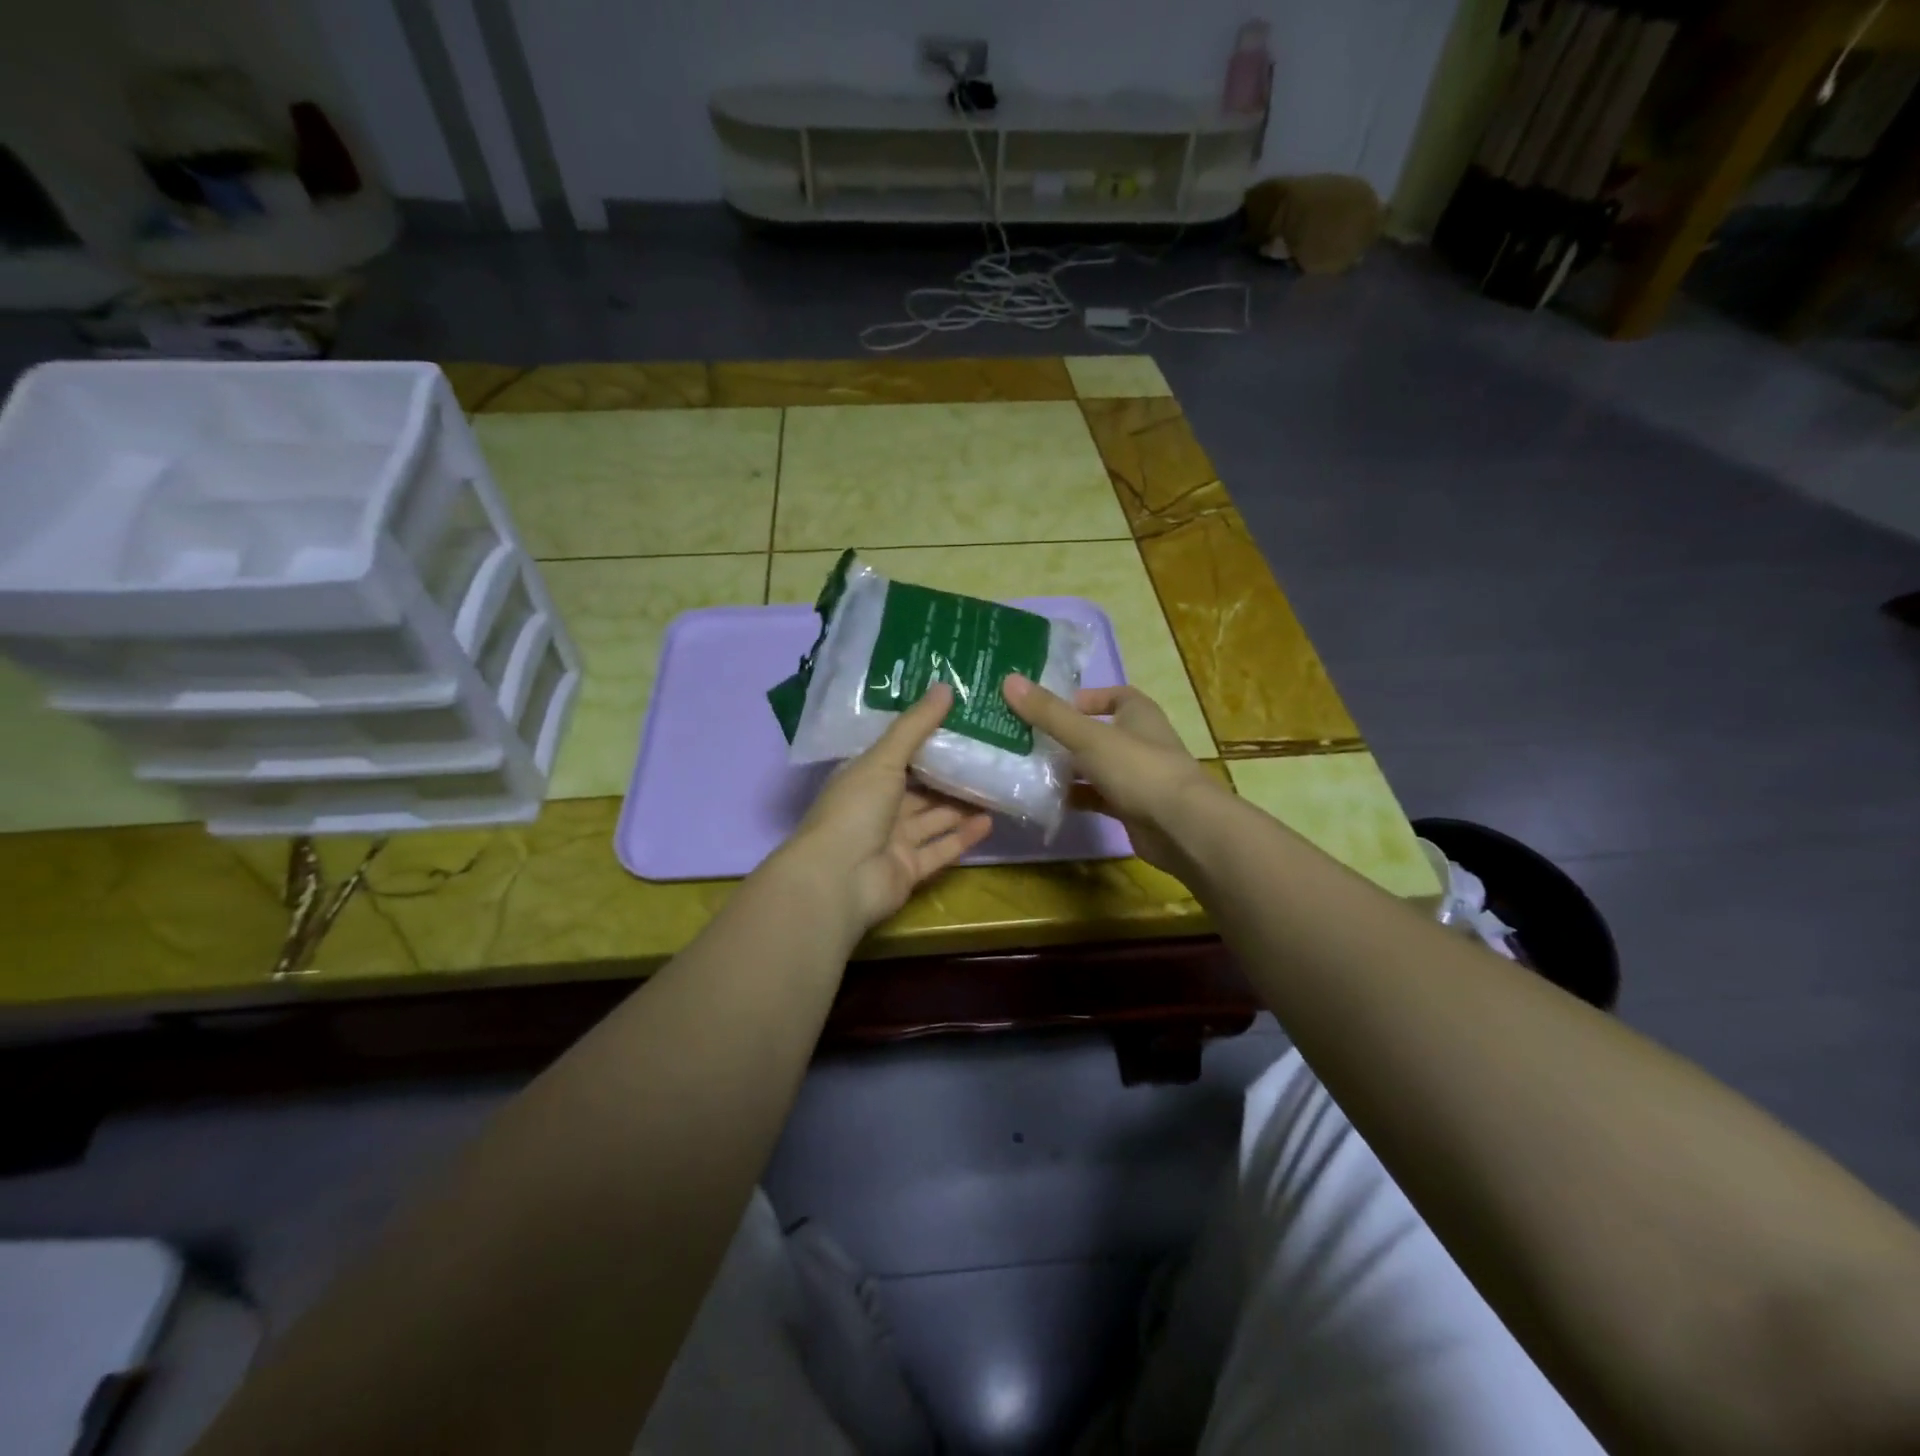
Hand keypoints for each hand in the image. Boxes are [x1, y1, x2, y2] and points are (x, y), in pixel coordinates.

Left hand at [776, 682, 994, 937]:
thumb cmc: (855, 809)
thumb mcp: (884, 759)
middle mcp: (878, 807)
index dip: (926, 738)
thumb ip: (915, 726)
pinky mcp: (909, 869)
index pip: (898, 754)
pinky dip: (963, 837)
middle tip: (988, 751)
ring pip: (933, 818)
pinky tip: (990, 820)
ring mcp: (893, 841)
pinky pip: (941, 849)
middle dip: (950, 772)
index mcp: (864, 777)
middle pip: (920, 788)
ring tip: (996, 783)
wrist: (838, 879)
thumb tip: (945, 686)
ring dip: (961, 804)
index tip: (960, 721)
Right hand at [1003, 674, 1223, 875]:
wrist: (1181, 827)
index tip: (1053, 708)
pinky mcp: (1132, 808)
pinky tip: (1049, 801)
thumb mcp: (1088, 737)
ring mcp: (1137, 777)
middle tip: (1027, 739)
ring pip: (1095, 767)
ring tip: (1030, 769)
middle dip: (1066, 736)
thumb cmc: (1138, 769)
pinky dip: (1077, 797)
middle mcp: (1140, 741)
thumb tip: (1009, 680)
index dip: (1086, 699)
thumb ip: (1049, 713)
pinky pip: (1098, 797)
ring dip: (1068, 769)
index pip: (1114, 695)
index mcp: (1138, 714)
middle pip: (1098, 733)